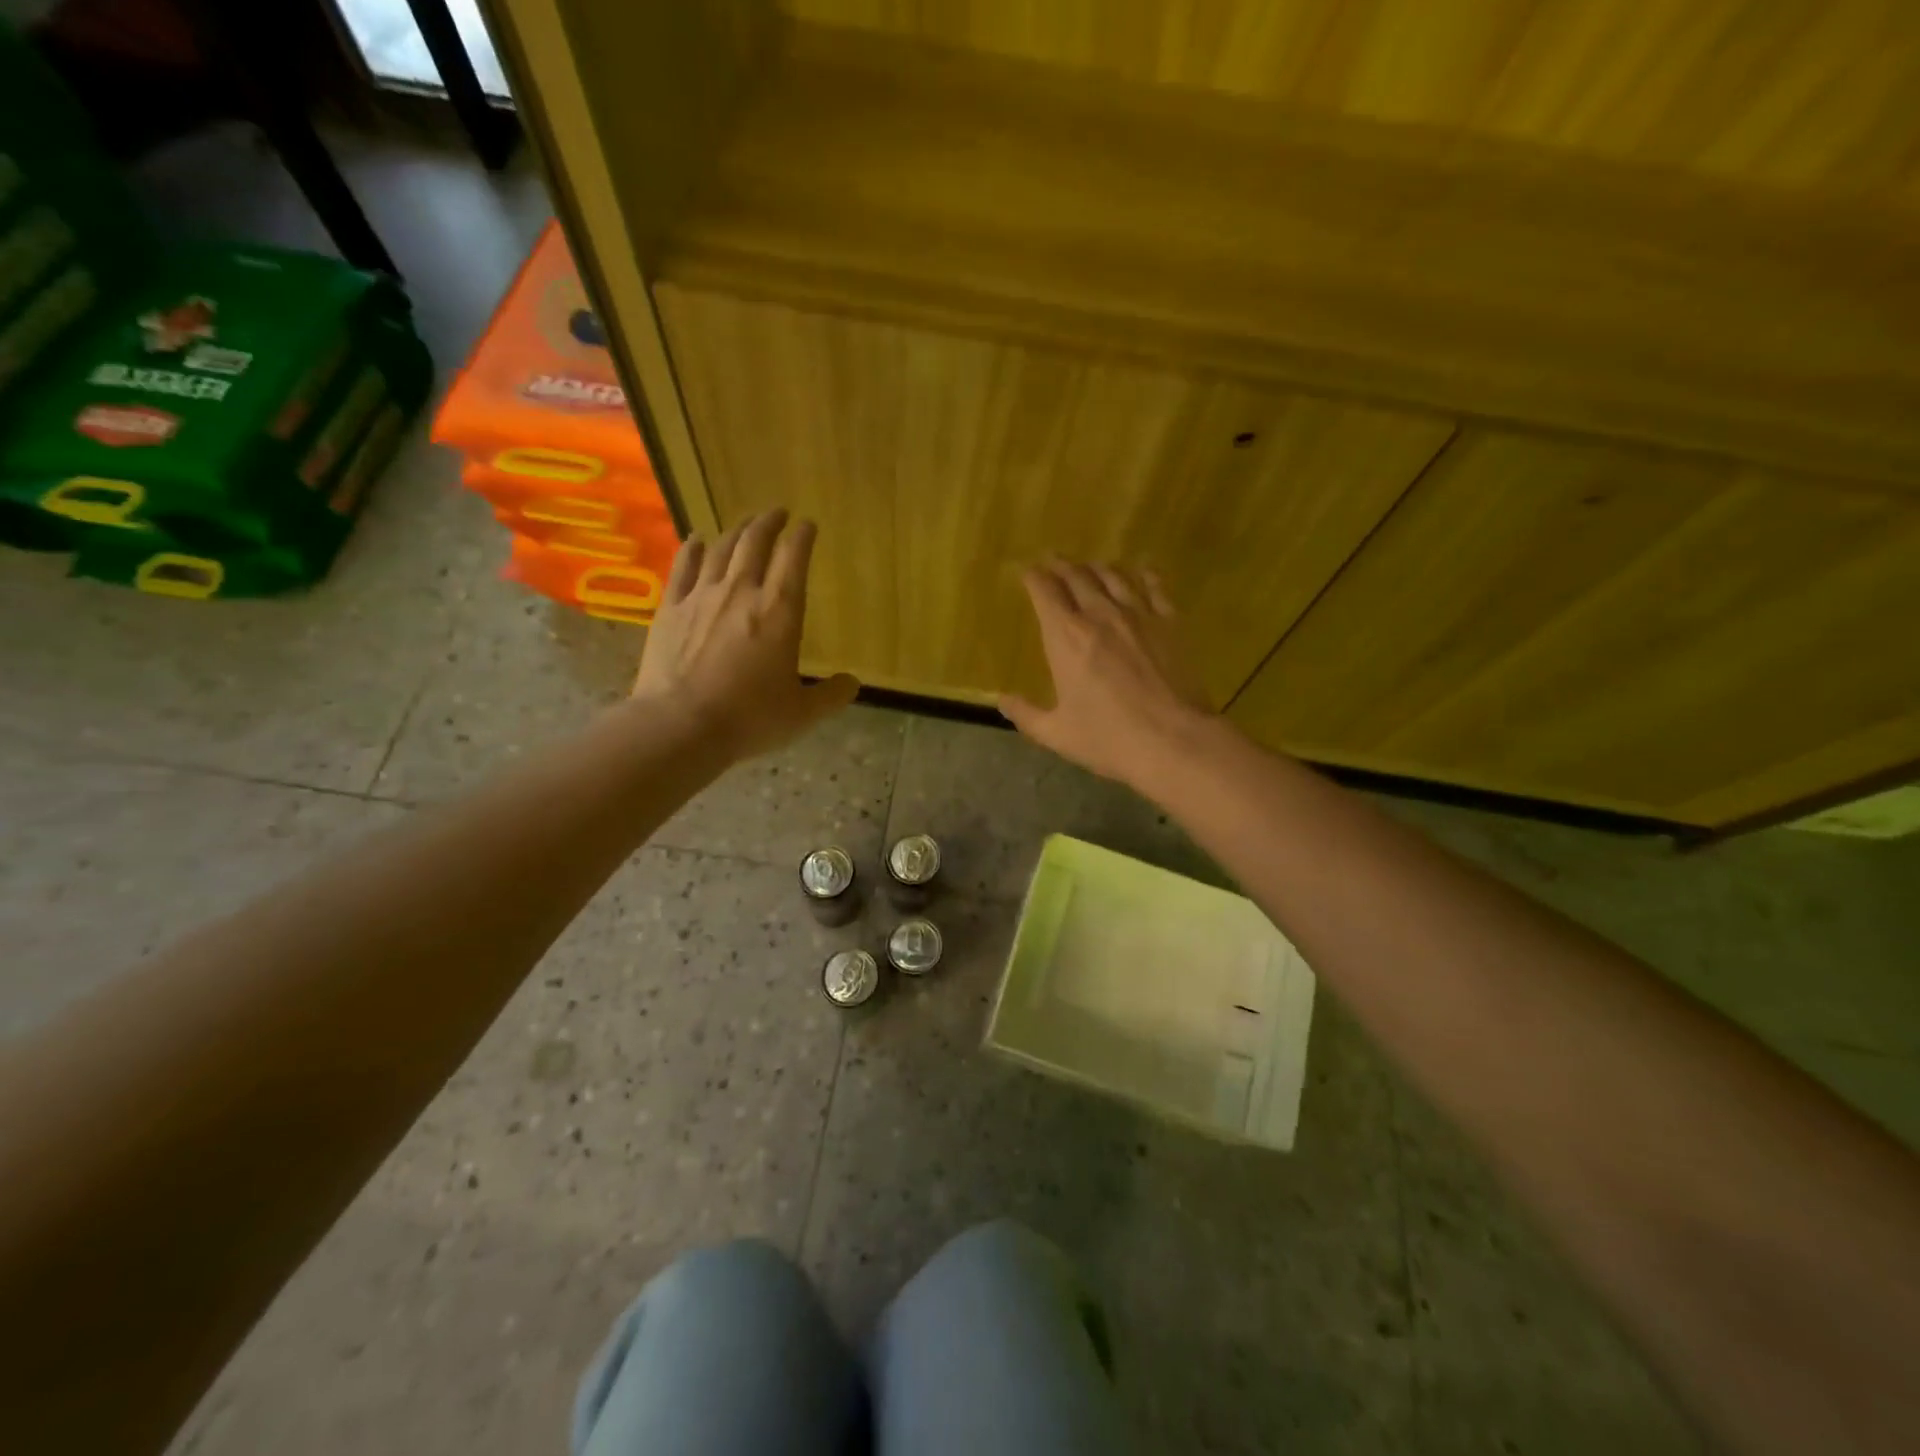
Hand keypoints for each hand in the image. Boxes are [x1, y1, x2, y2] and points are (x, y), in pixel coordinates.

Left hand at [633, 509, 858, 760]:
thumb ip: (830, 696)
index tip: (807, 525)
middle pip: (755, 543)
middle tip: (777, 513)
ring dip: (736, 530)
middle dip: (769, 522)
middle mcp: (741, 592)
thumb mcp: (802, 714)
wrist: (680, 725)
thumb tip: (853, 684)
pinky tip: (697, 539)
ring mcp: (701, 596)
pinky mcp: (671, 608)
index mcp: (780, 612)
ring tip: (745, 524)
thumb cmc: (749, 718)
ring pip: (721, 549)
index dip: (802, 537)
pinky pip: (682, 566)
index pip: (794, 559)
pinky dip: (693, 548)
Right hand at [1000, 560, 1217, 789]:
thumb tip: (1002, 700)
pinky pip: (1154, 586)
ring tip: (1090, 565)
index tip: (1029, 572)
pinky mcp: (1169, 622)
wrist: (1173, 740)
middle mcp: (1099, 615)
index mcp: (1065, 637)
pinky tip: (1141, 571)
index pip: (1044, 592)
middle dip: (1062, 565)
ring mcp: (1138, 614)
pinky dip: (1143, 574)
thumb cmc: (1108, 739)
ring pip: (1113, 576)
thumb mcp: (1056, 733)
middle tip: (1054, 560)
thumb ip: (1025, 714)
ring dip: (1097, 567)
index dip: (1034, 577)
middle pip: (1077, 576)